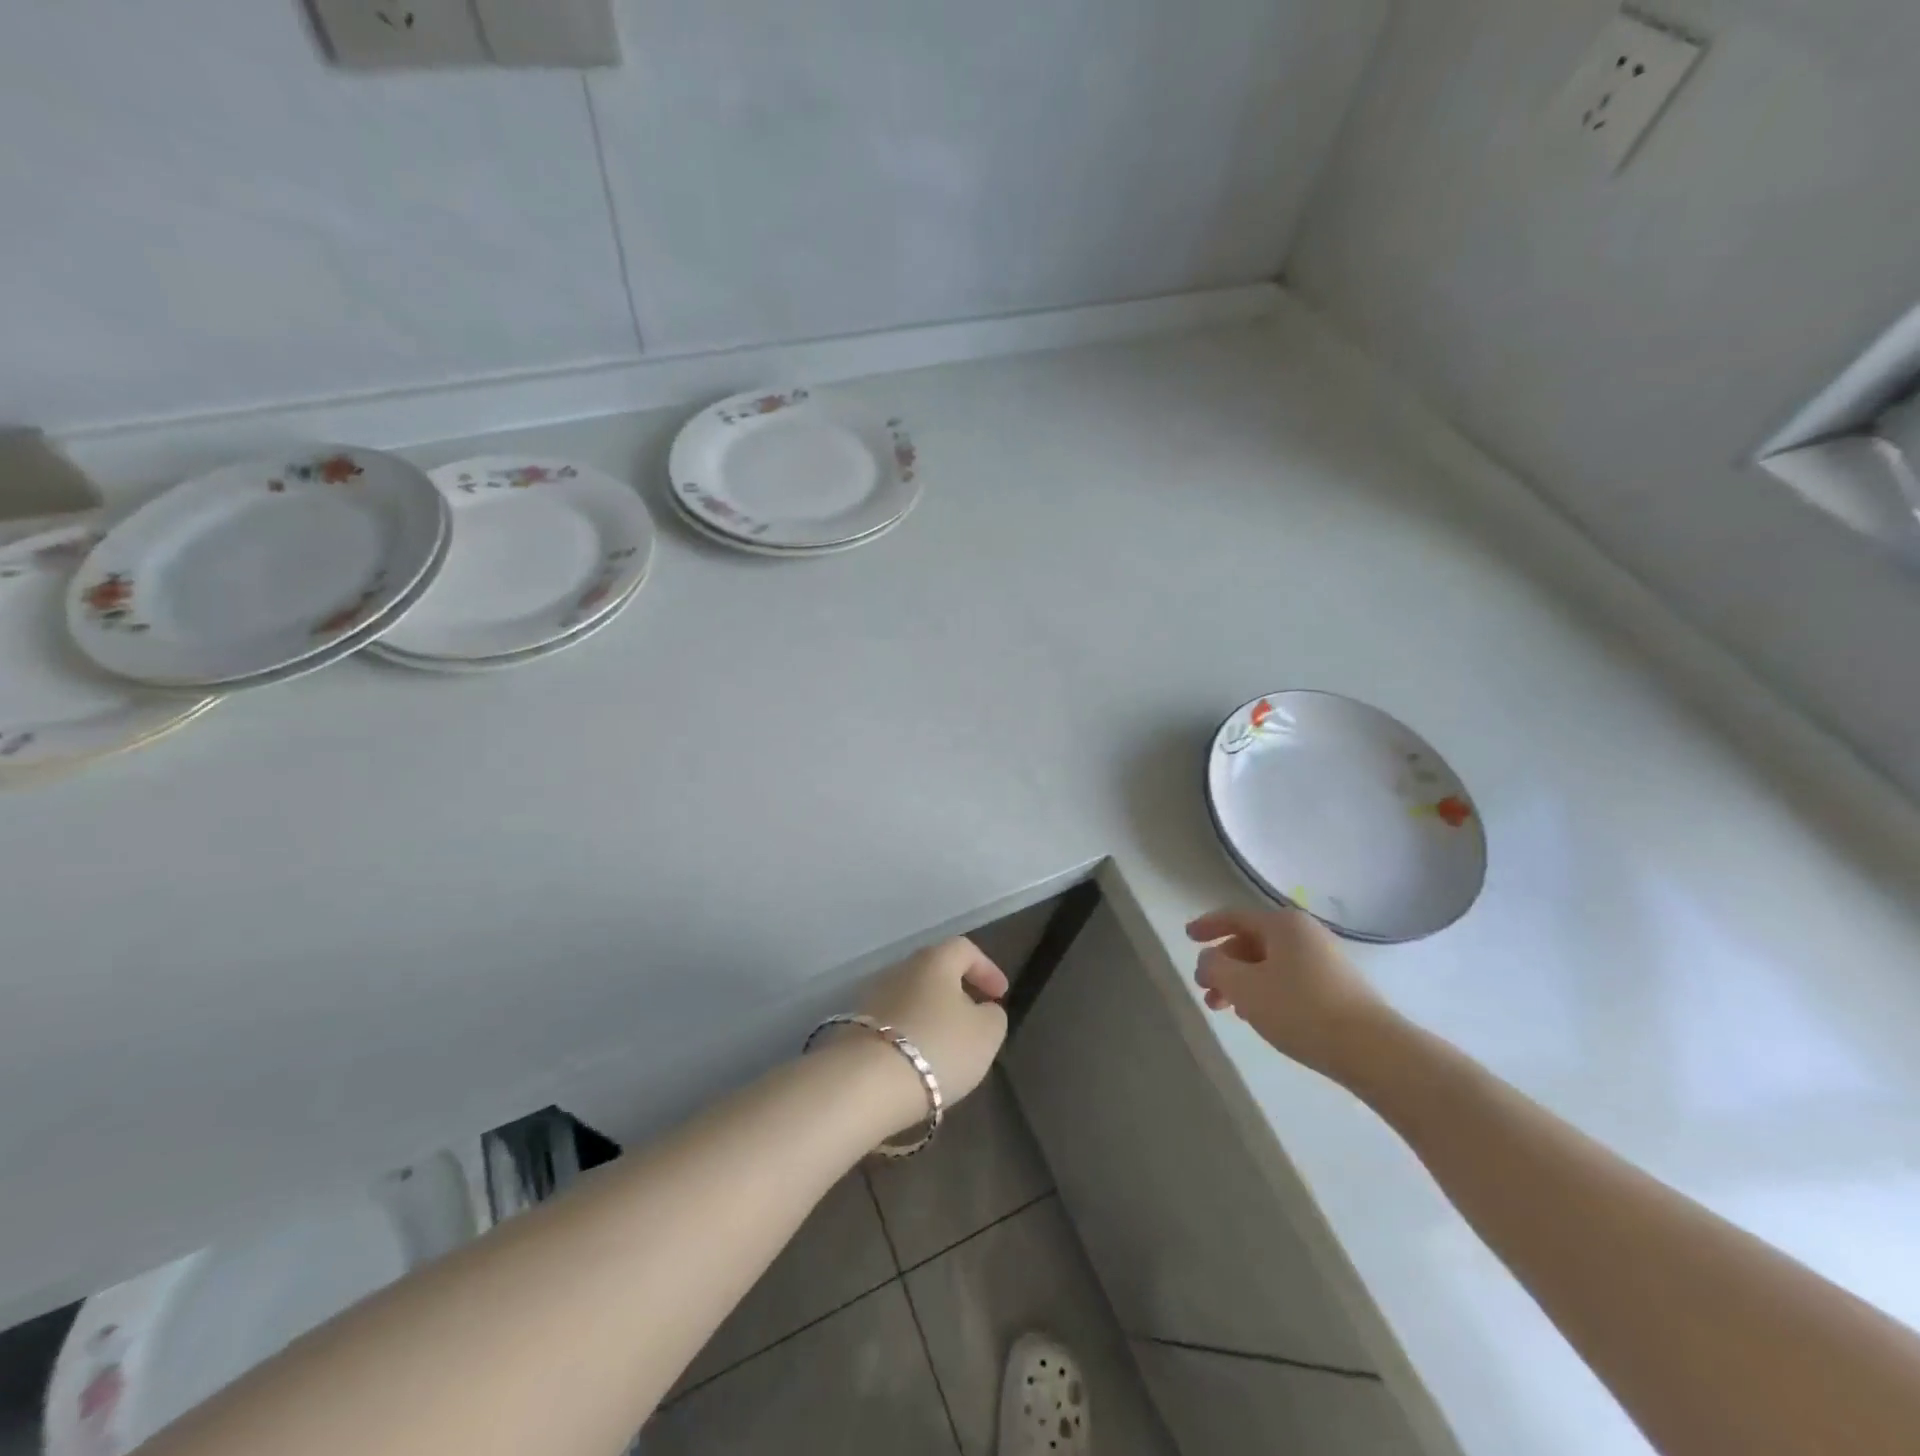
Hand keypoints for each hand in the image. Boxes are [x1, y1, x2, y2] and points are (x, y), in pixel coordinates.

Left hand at [849, 938, 1009, 1133]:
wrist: (866, 1082)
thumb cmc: (938, 1046)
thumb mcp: (986, 1033)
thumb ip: (993, 1015)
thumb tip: (984, 1009)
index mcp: (934, 960)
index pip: (964, 949)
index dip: (986, 969)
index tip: (1000, 995)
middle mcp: (899, 969)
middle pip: (934, 972)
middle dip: (957, 993)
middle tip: (974, 1019)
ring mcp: (872, 997)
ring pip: (911, 999)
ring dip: (931, 1016)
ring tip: (947, 1047)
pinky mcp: (854, 1028)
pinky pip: (892, 1024)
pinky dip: (910, 1036)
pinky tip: (918, 1062)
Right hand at [1187, 906, 1390, 1085]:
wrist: (1371, 1049)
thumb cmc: (1300, 1009)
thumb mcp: (1244, 987)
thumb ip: (1216, 967)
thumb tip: (1209, 959)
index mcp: (1282, 924)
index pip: (1234, 917)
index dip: (1207, 926)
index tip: (1187, 937)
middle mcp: (1304, 933)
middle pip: (1251, 942)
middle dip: (1224, 964)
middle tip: (1205, 990)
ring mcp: (1324, 959)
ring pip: (1269, 964)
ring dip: (1242, 982)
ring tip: (1226, 1010)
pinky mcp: (1336, 986)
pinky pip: (1288, 978)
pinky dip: (1265, 991)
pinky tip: (1259, 1015)